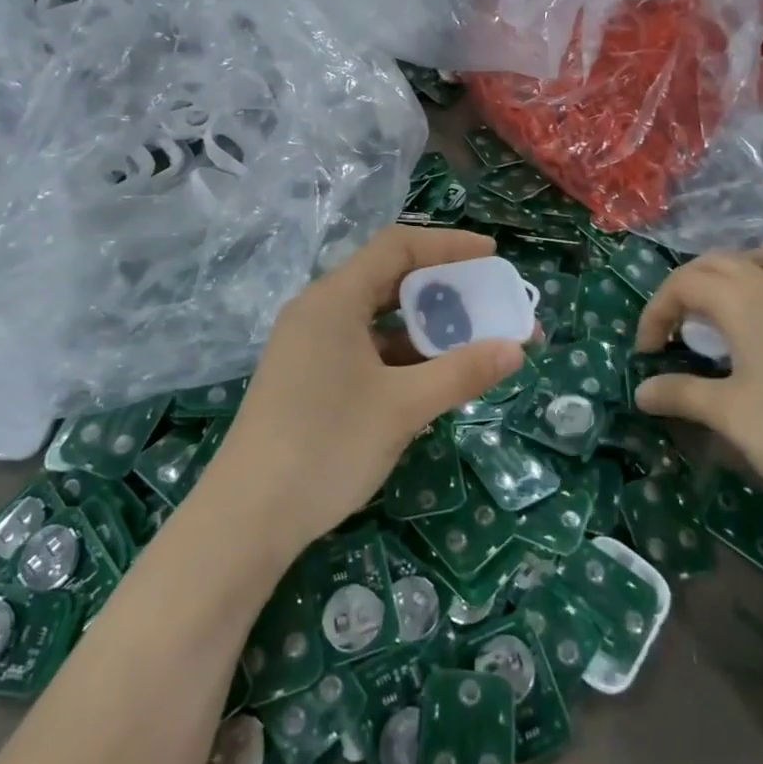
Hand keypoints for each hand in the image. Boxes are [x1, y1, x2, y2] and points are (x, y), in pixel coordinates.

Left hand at [205, 225, 526, 555]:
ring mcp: (309, 345)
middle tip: (488, 304)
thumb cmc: (327, 446)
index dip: (448, 244)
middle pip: (389, 280)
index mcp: (335, 299)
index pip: (397, 246)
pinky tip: (431, 379)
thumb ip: (462, 372)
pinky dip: (401, 355)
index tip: (492, 255)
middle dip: (444, 290)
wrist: (246, 519)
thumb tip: (516, 349)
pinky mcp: (307, 377)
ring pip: (377, 319)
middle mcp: (319, 311)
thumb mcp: (403, 407)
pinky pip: (364, 348)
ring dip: (424, 328)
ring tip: (471, 345)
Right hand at [633, 245, 762, 515]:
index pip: (683, 283)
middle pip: (715, 262)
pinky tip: (755, 325)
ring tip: (712, 312)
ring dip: (725, 274)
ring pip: (756, 257)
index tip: (646, 355)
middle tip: (670, 330)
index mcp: (744, 300)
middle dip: (682, 288)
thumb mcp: (729, 414)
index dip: (655, 313)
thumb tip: (641, 391)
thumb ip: (681, 394)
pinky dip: (758, 282)